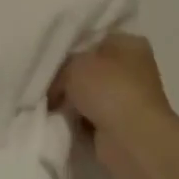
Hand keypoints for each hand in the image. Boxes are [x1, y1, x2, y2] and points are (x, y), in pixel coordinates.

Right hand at [52, 33, 172, 178]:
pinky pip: (89, 117)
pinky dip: (77, 121)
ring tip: (50, 104)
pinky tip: (61, 122)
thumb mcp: (74, 64)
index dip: (69, 48)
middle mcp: (133, 69)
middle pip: (89, 69)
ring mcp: (128, 98)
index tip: (48, 59)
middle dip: (66, 79)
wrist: (131, 140)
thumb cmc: (108, 90)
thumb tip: (56, 80)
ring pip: (87, 95)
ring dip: (70, 102)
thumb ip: (62, 65)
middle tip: (45, 85)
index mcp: (129, 44)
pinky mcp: (121, 124)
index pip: (93, 39)